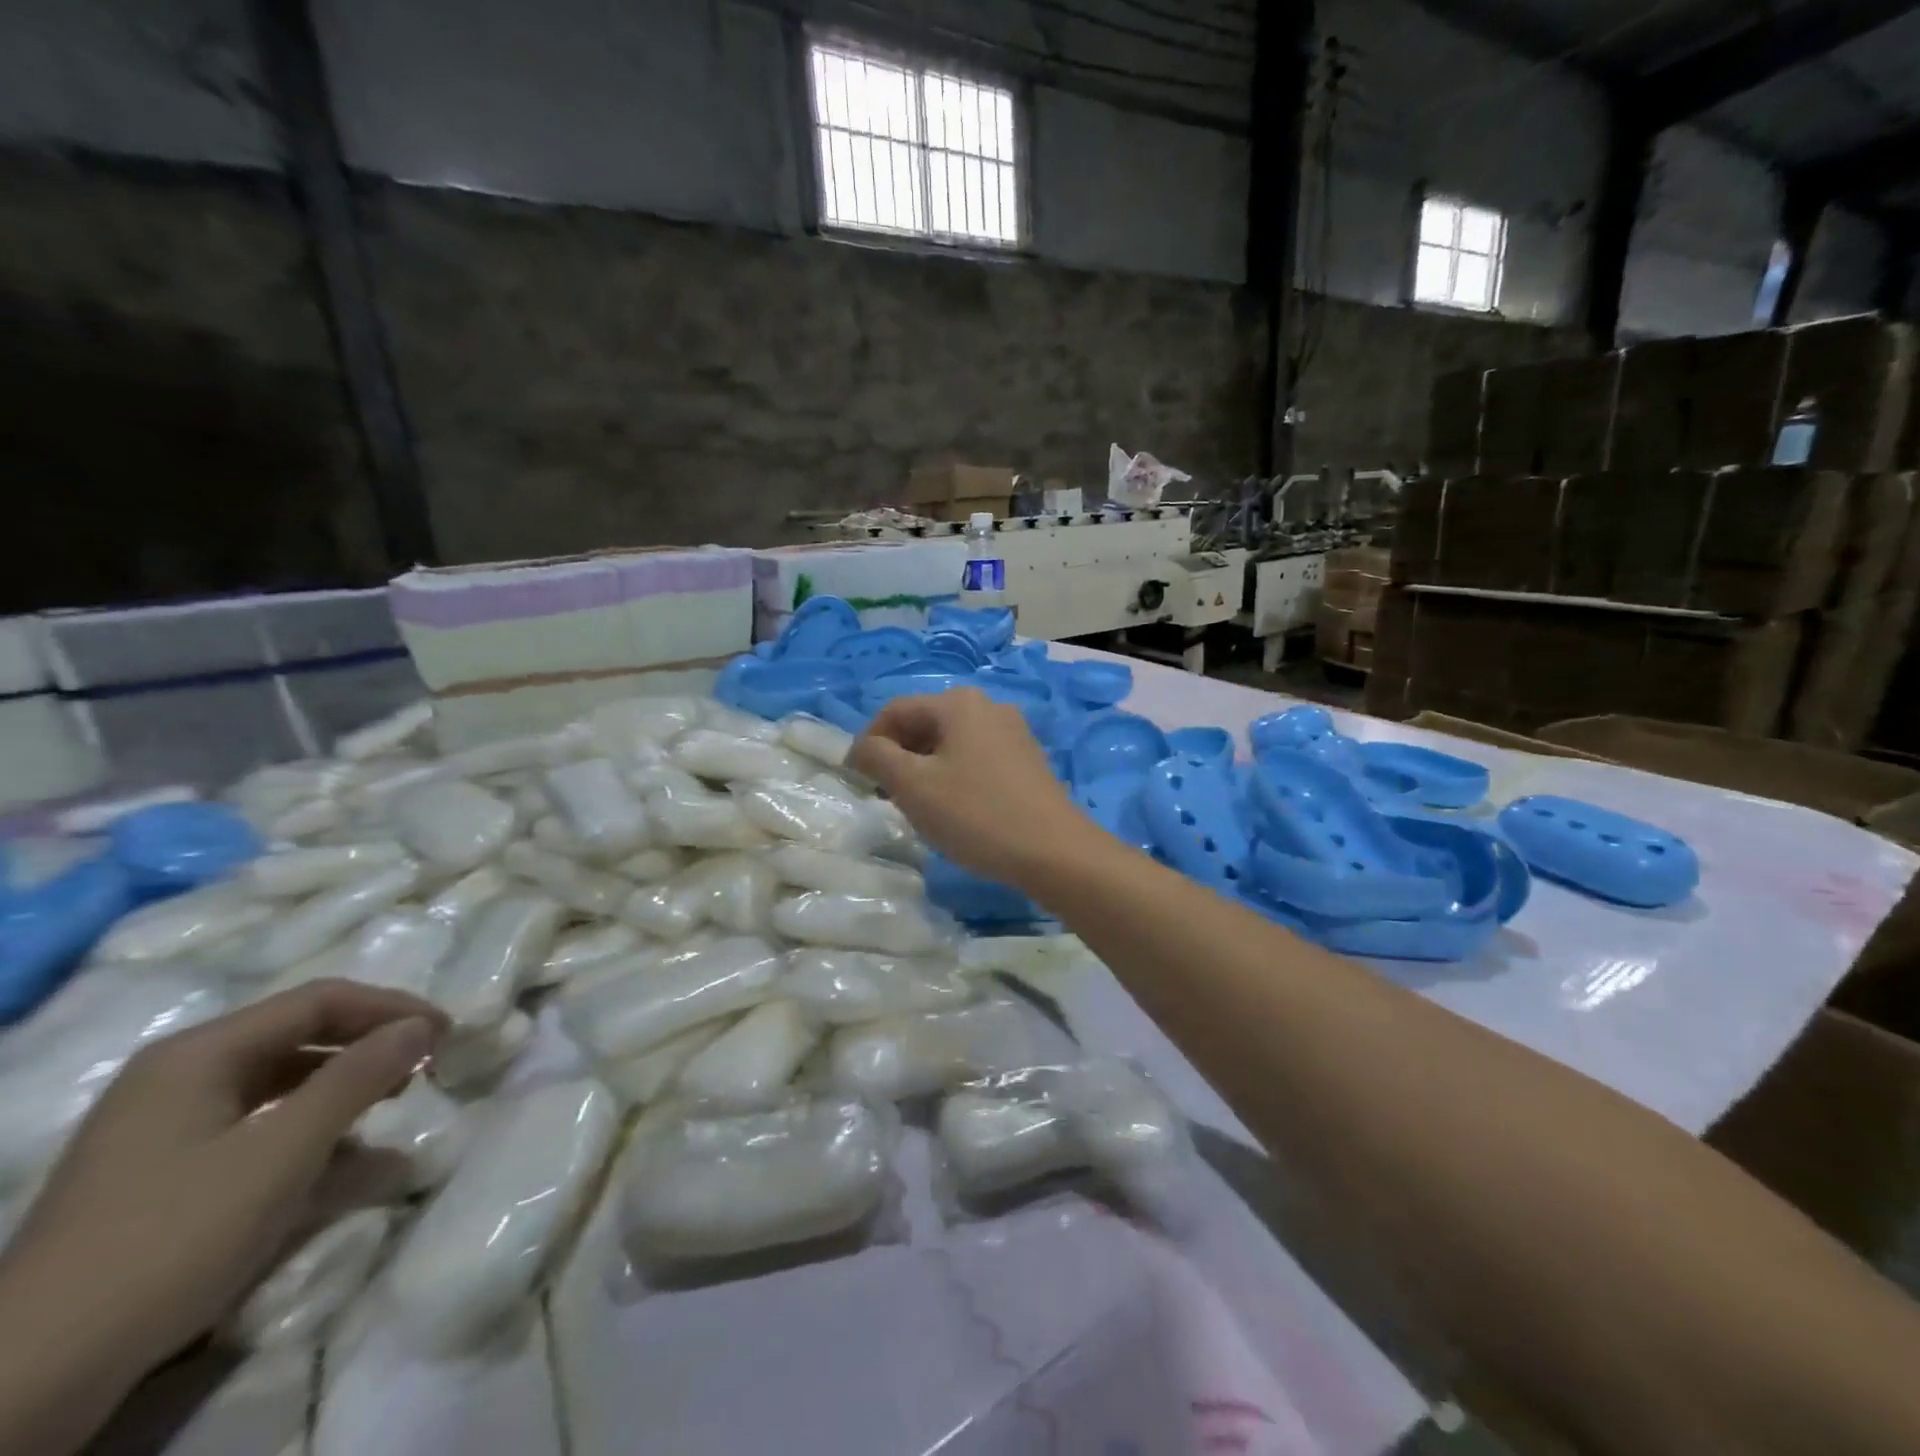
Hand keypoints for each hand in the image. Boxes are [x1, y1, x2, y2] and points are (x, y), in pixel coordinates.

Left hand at [0, 980, 441, 1451]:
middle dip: (371, 1045)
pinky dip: (310, 1128)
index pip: (320, 1000)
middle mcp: (177, 1074)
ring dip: (346, 1087)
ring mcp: (163, 1125)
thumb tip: (422, 1025)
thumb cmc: (174, 1237)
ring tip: (395, 1106)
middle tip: (427, 1065)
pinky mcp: (162, 1171)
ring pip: (281, 1081)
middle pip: (299, 1034)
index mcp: (198, 1053)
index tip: (447, 1032)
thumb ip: (359, 1077)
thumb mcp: (284, 1150)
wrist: (32, 1375)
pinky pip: (257, 1123)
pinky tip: (343, 1156)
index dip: (392, 1008)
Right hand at [850, 688, 1094, 885]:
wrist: (1054, 851)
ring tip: (919, 807)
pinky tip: (956, 810)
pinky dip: (954, 776)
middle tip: (886, 796)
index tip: (856, 778)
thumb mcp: (913, 787)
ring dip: (925, 769)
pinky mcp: (1027, 760)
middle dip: (899, 756)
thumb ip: (877, 758)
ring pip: (951, 743)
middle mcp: (988, 706)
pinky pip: (976, 758)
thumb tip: (862, 747)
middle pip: (925, 724)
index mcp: (958, 703)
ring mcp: (1013, 733)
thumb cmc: (975, 814)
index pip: (895, 711)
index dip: (869, 742)